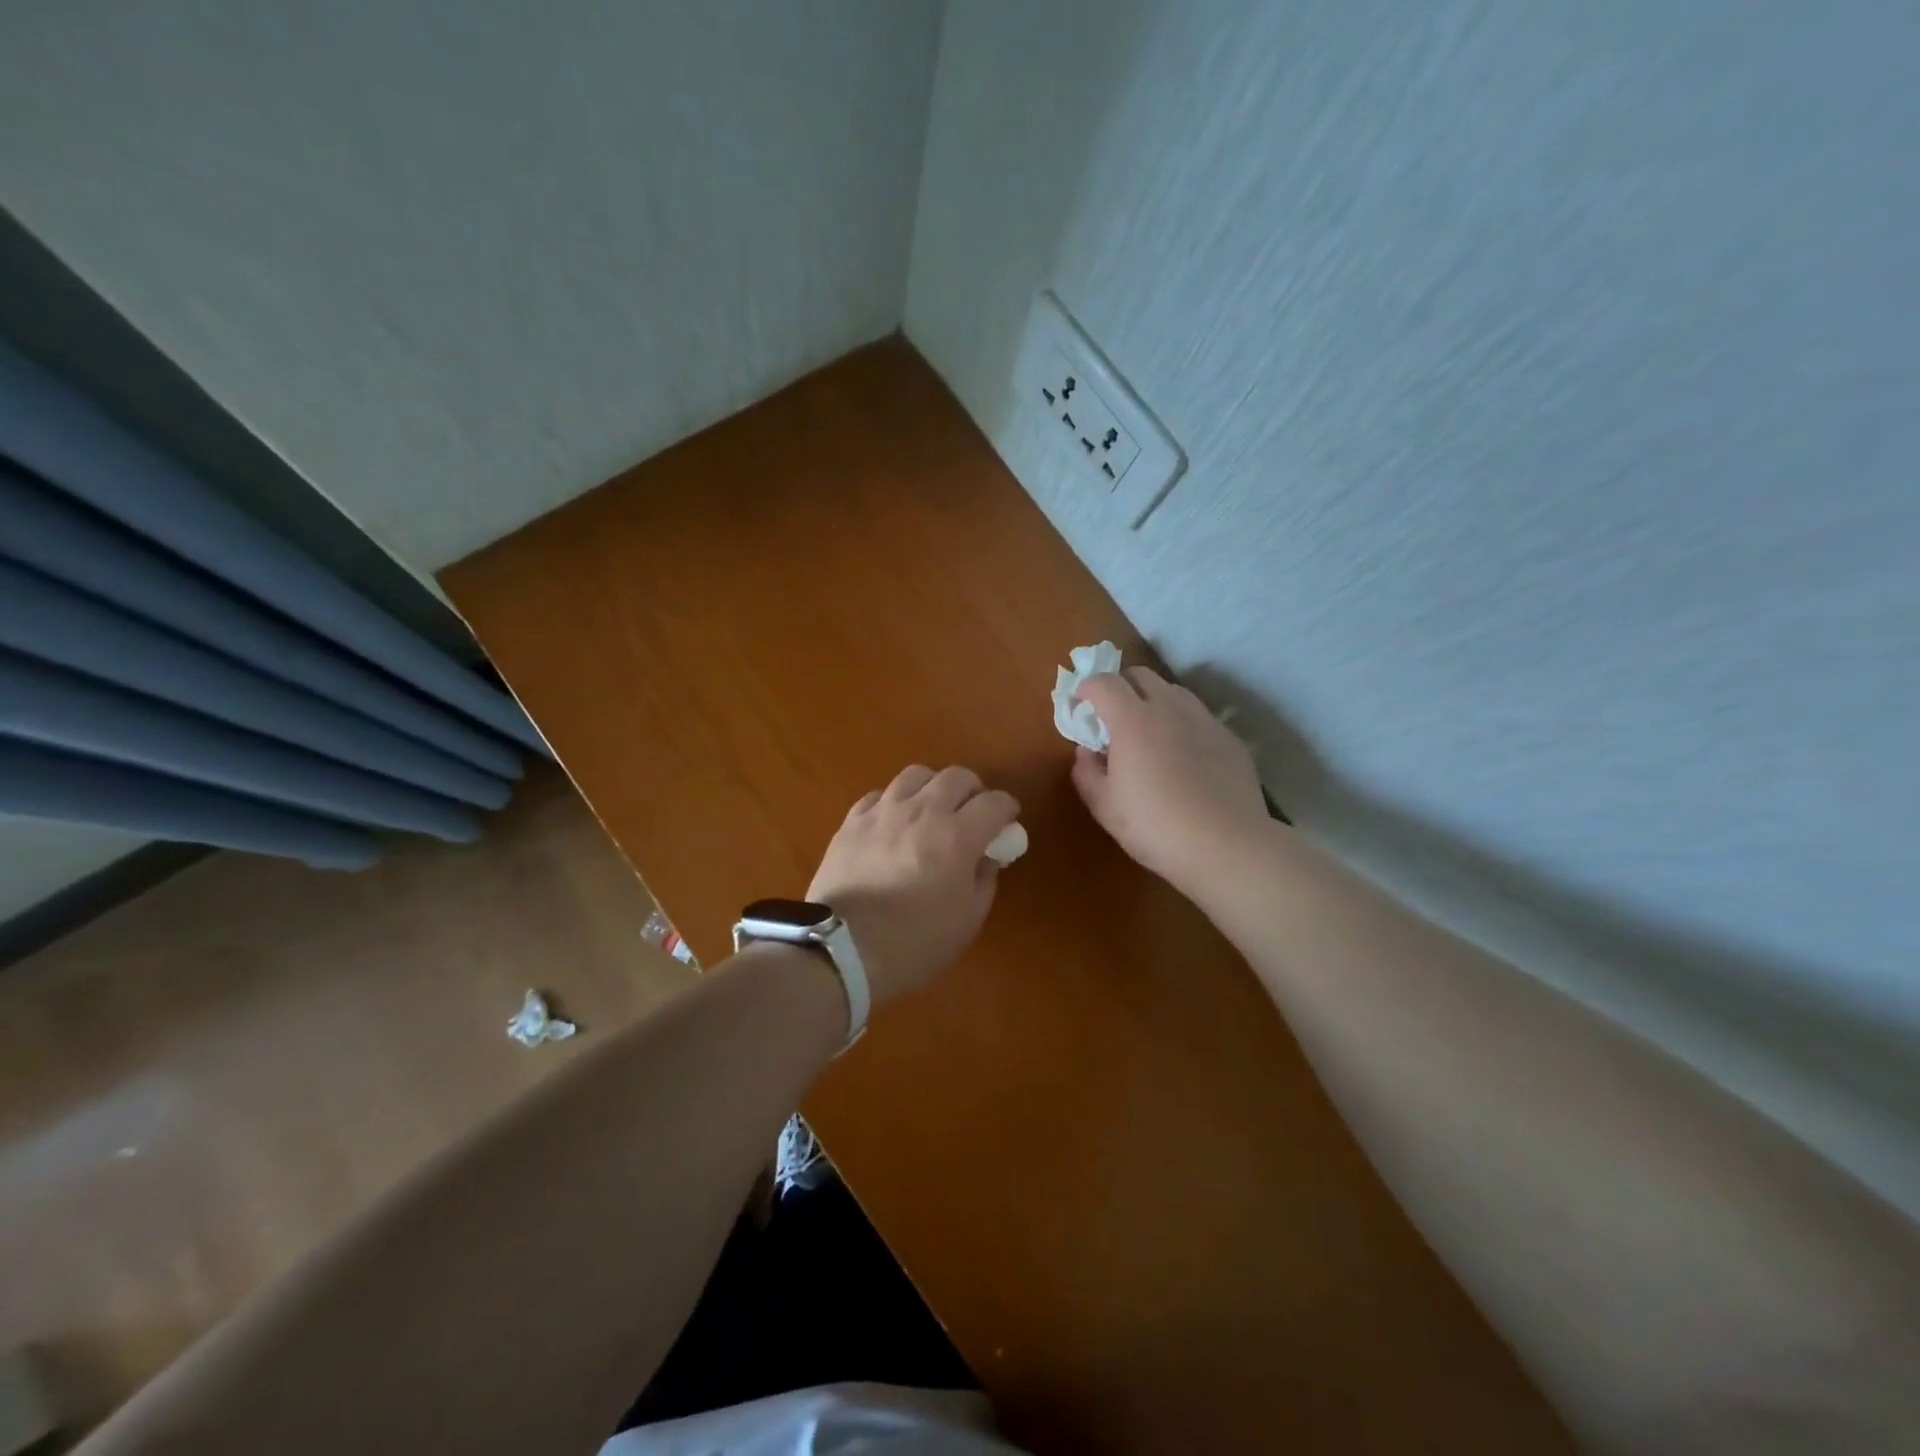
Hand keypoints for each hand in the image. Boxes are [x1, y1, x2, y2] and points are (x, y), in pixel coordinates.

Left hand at [808, 765, 1020, 1004]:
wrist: (842, 950)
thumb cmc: (914, 943)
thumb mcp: (967, 921)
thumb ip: (984, 880)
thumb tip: (987, 857)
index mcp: (956, 836)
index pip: (994, 803)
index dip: (1006, 808)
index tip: (1007, 821)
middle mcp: (922, 811)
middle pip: (956, 777)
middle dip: (973, 790)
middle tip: (972, 812)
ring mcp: (883, 811)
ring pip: (916, 775)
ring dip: (933, 787)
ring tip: (932, 808)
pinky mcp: (852, 821)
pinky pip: (880, 794)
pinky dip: (895, 801)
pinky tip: (894, 821)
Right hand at [1072, 667, 1270, 894]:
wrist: (1226, 845)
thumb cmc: (1154, 826)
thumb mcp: (1104, 806)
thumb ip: (1086, 772)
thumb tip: (1086, 752)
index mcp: (1132, 720)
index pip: (1103, 682)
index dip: (1085, 689)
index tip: (1079, 707)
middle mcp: (1169, 708)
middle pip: (1141, 674)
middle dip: (1120, 687)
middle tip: (1112, 717)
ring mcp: (1204, 720)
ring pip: (1173, 691)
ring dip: (1153, 700)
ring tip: (1149, 733)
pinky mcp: (1229, 738)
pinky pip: (1199, 716)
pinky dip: (1182, 723)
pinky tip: (1183, 756)